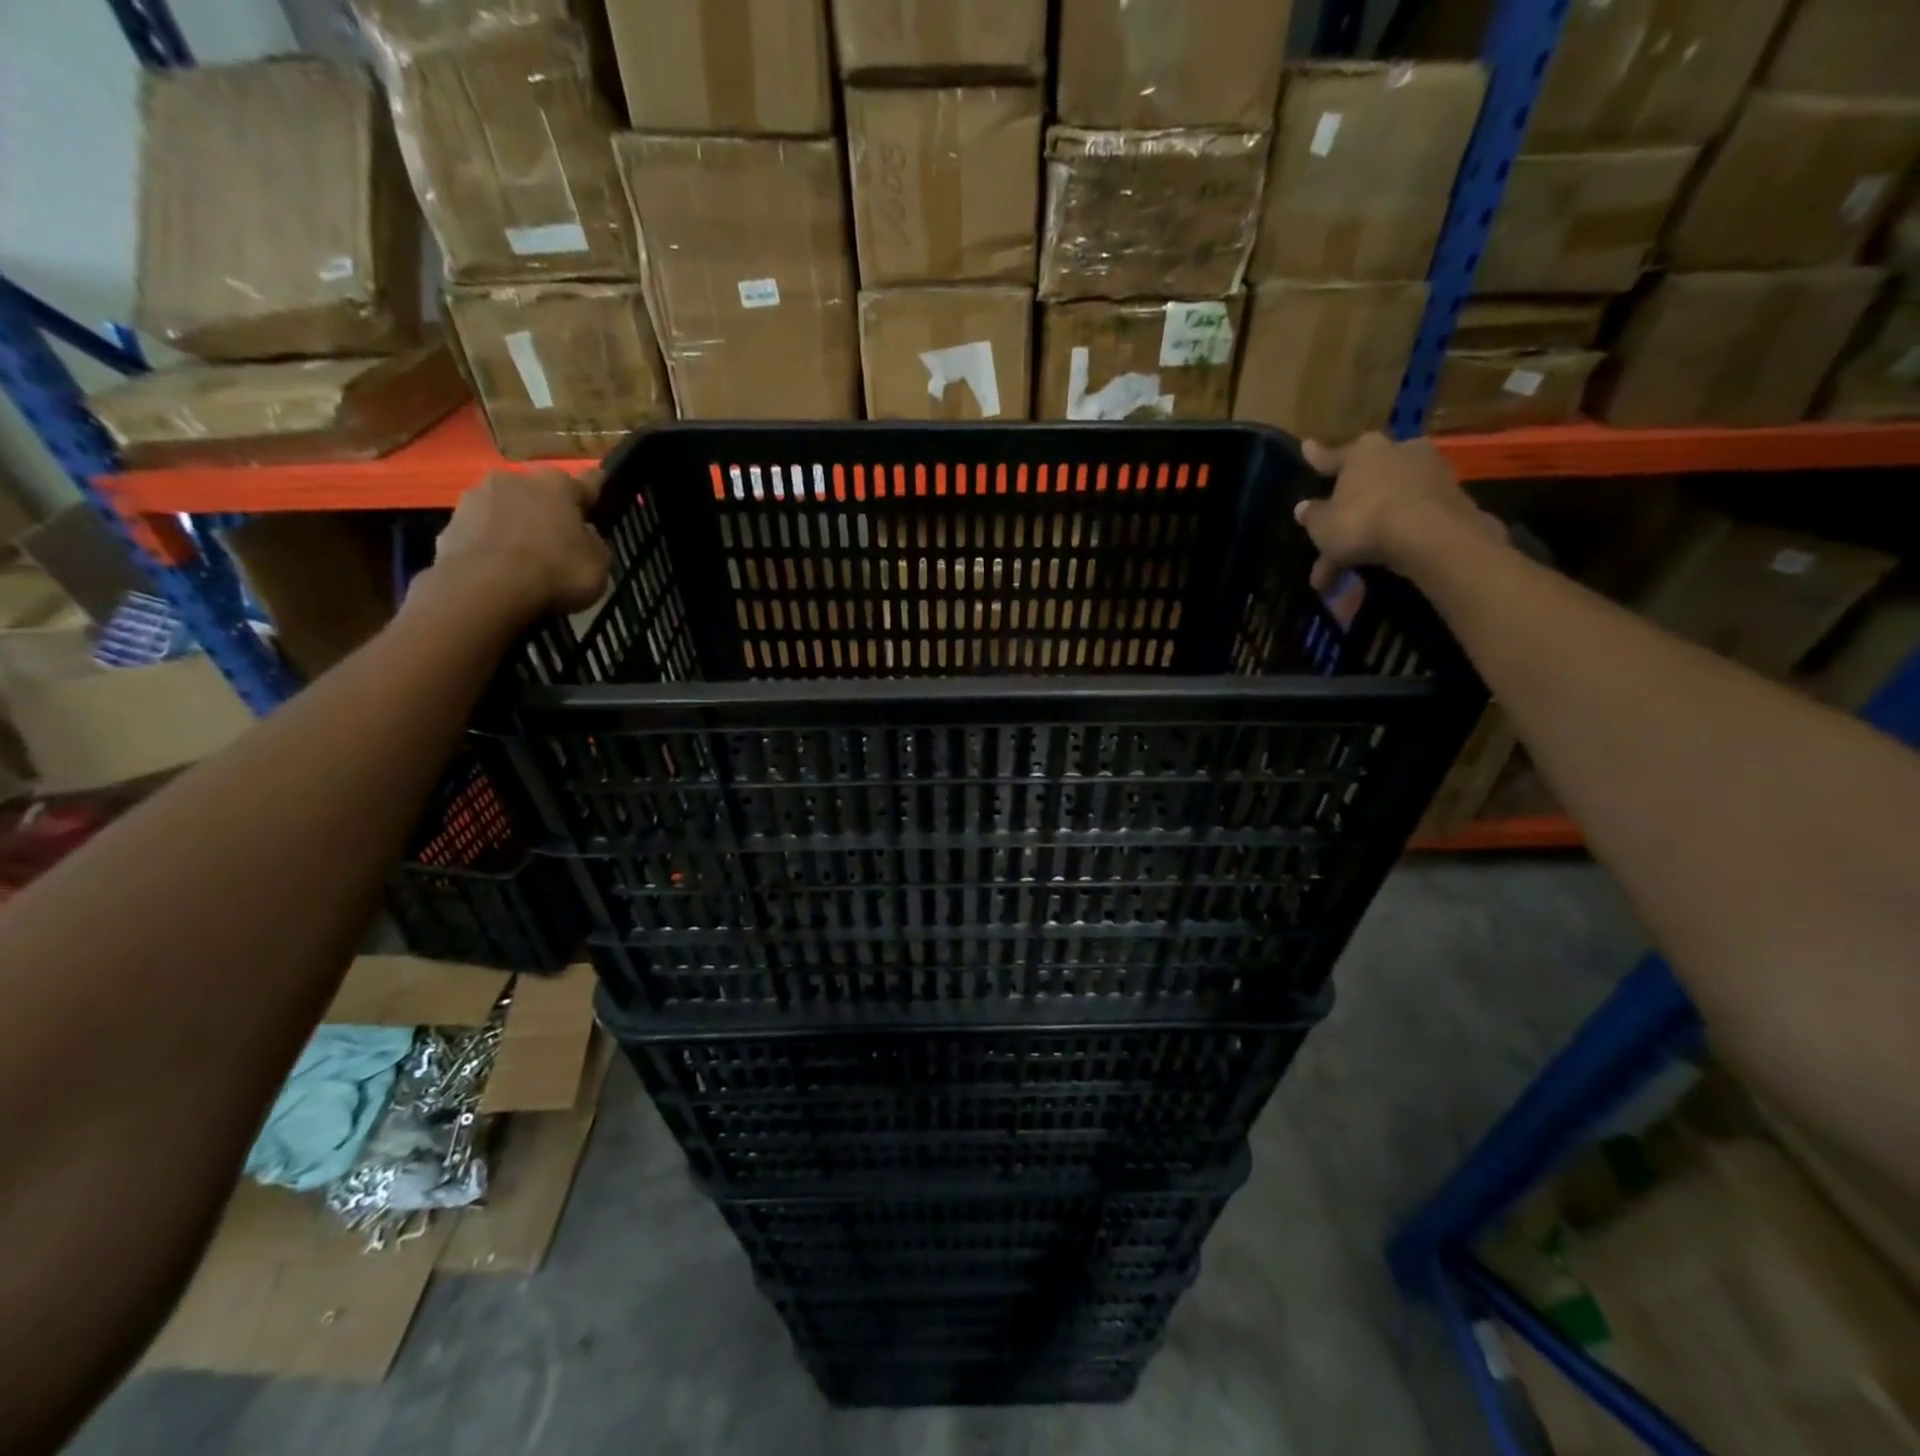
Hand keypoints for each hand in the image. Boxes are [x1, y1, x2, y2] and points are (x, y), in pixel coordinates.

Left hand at [430, 468, 611, 617]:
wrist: (485, 589)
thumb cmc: (555, 571)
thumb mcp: (599, 564)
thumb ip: (593, 543)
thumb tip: (583, 535)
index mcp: (558, 484)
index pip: (588, 481)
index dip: (596, 494)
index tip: (600, 502)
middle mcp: (515, 479)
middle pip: (540, 493)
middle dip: (548, 511)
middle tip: (557, 540)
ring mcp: (476, 497)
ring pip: (506, 508)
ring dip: (515, 525)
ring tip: (522, 557)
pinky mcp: (450, 523)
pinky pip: (481, 532)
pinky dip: (490, 545)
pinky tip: (497, 569)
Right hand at [1296, 435, 1504, 578]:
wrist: (1431, 535)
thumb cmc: (1364, 520)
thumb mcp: (1323, 525)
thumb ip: (1312, 515)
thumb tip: (1304, 508)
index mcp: (1362, 451)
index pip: (1331, 456)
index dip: (1316, 457)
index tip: (1307, 447)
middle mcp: (1398, 451)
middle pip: (1363, 484)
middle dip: (1345, 515)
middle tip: (1327, 544)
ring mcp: (1429, 472)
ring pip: (1386, 505)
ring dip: (1367, 534)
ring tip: (1350, 572)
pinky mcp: (1451, 498)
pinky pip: (1410, 518)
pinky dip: (1393, 538)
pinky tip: (1380, 561)